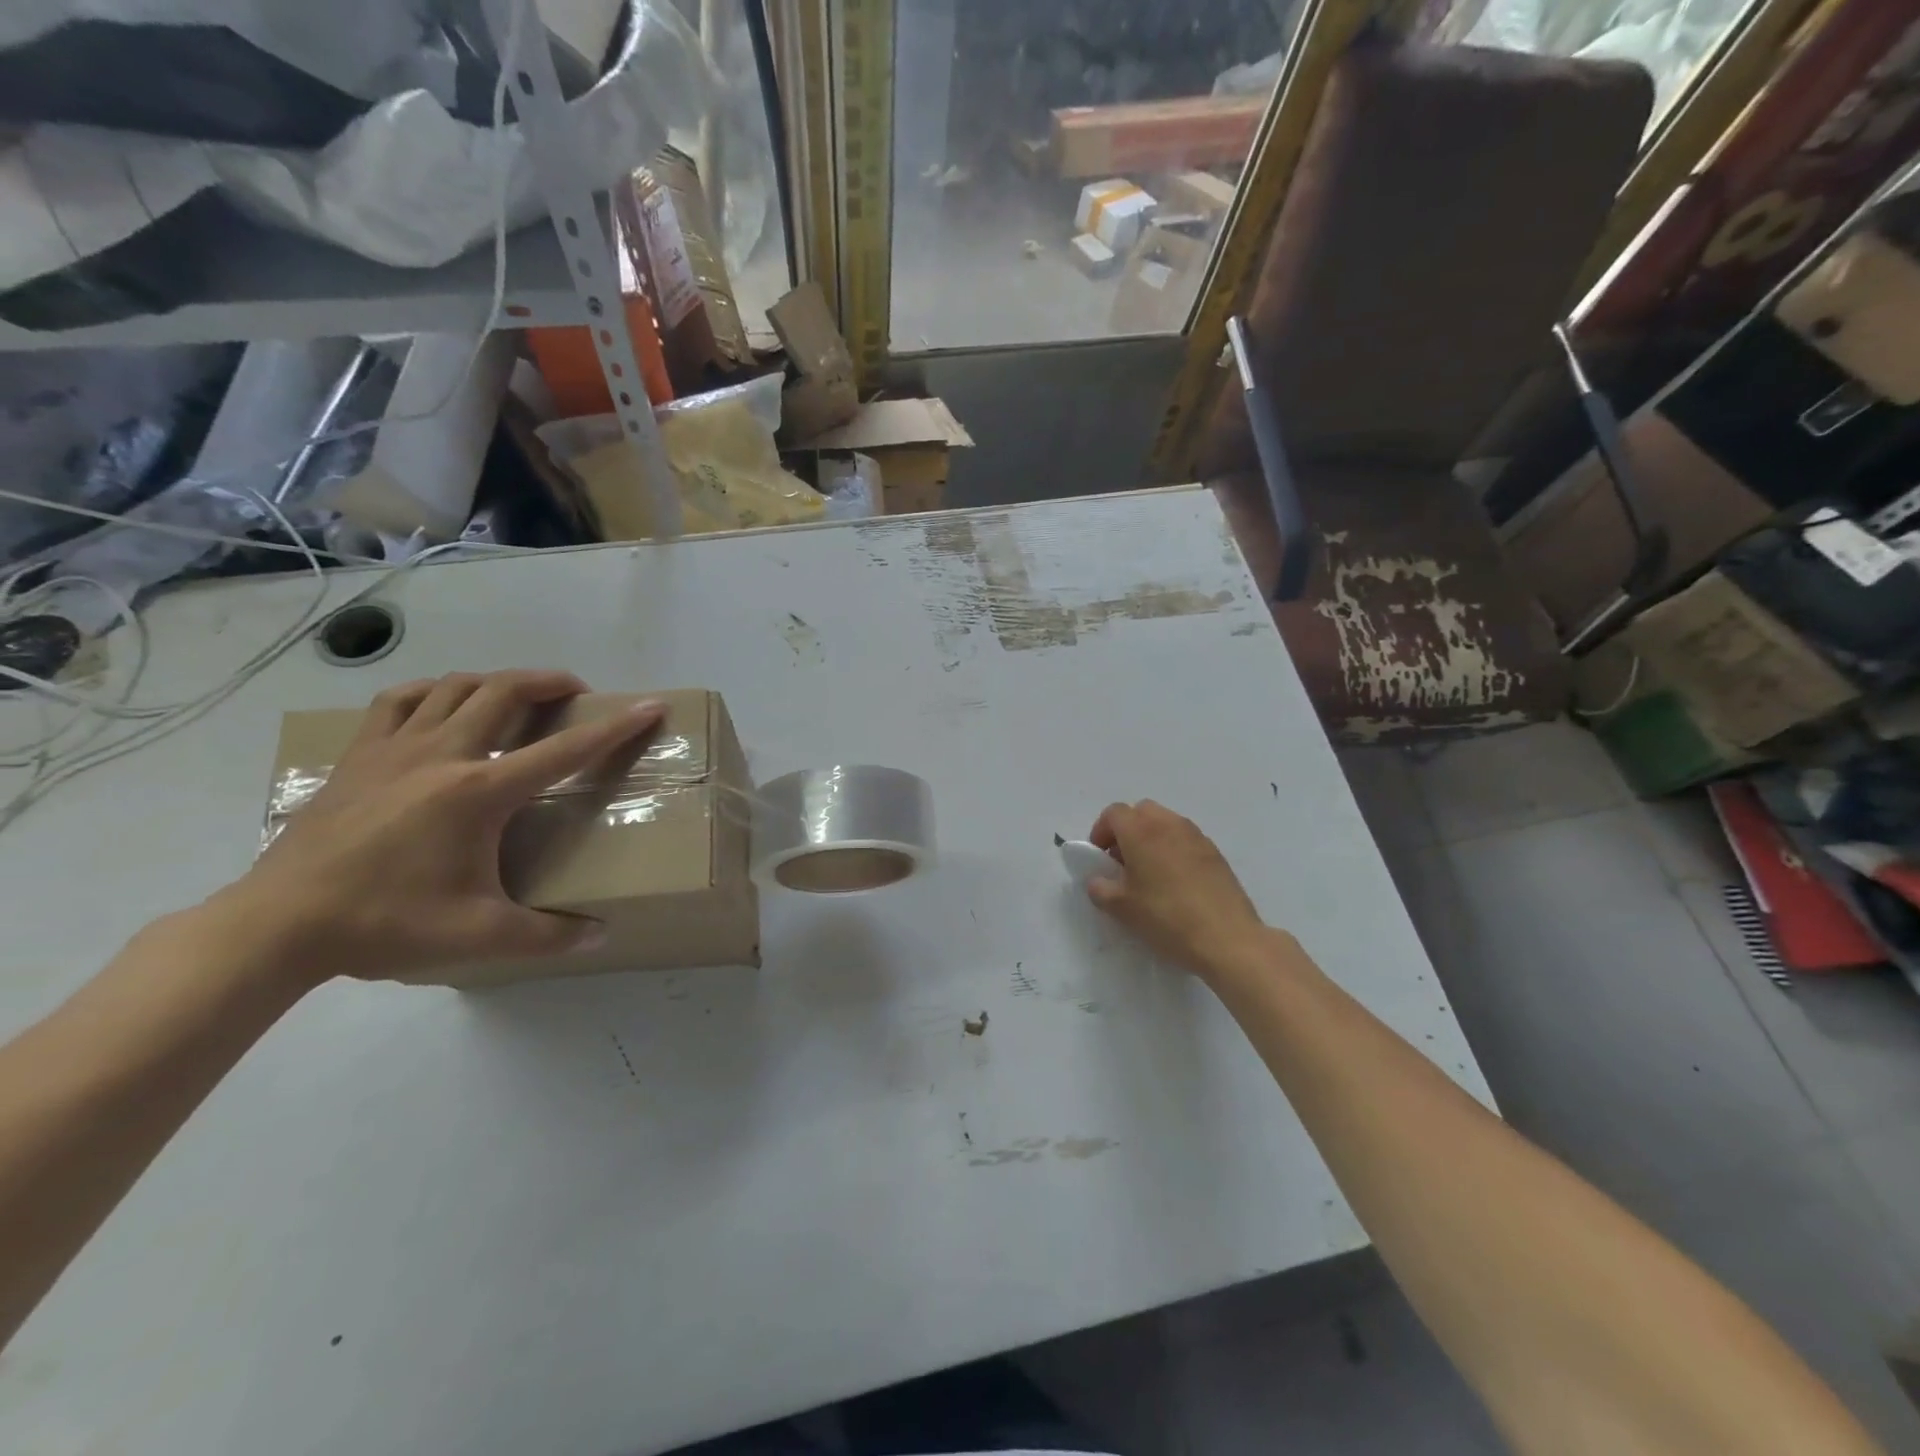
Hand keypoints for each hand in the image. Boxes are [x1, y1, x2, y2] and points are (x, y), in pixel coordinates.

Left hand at [211, 670, 663, 986]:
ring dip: (497, 681)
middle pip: (506, 692)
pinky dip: (434, 691)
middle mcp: (443, 755)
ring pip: (455, 686)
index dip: (614, 727)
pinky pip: (400, 701)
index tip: (649, 706)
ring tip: (518, 696)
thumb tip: (599, 935)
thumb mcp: (478, 935)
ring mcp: (394, 749)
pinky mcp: (358, 756)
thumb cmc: (386, 923)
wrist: (279, 925)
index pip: (565, 749)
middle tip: (577, 694)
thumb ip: (548, 935)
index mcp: (480, 792)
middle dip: (551, 682)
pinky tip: (443, 704)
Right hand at [1086, 800, 1270, 977]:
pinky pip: (1185, 839)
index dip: (1101, 831)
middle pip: (1141, 811)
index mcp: (1141, 831)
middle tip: (1122, 861)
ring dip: (1151, 838)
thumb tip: (1098, 880)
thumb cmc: (1166, 918)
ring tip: (1149, 873)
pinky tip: (1175, 882)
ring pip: (1166, 823)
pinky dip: (1173, 849)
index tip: (1099, 856)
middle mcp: (1169, 824)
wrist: (1227, 938)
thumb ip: (1100, 889)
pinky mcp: (1215, 853)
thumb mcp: (1122, 908)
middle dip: (1127, 830)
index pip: (1114, 813)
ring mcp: (1196, 836)